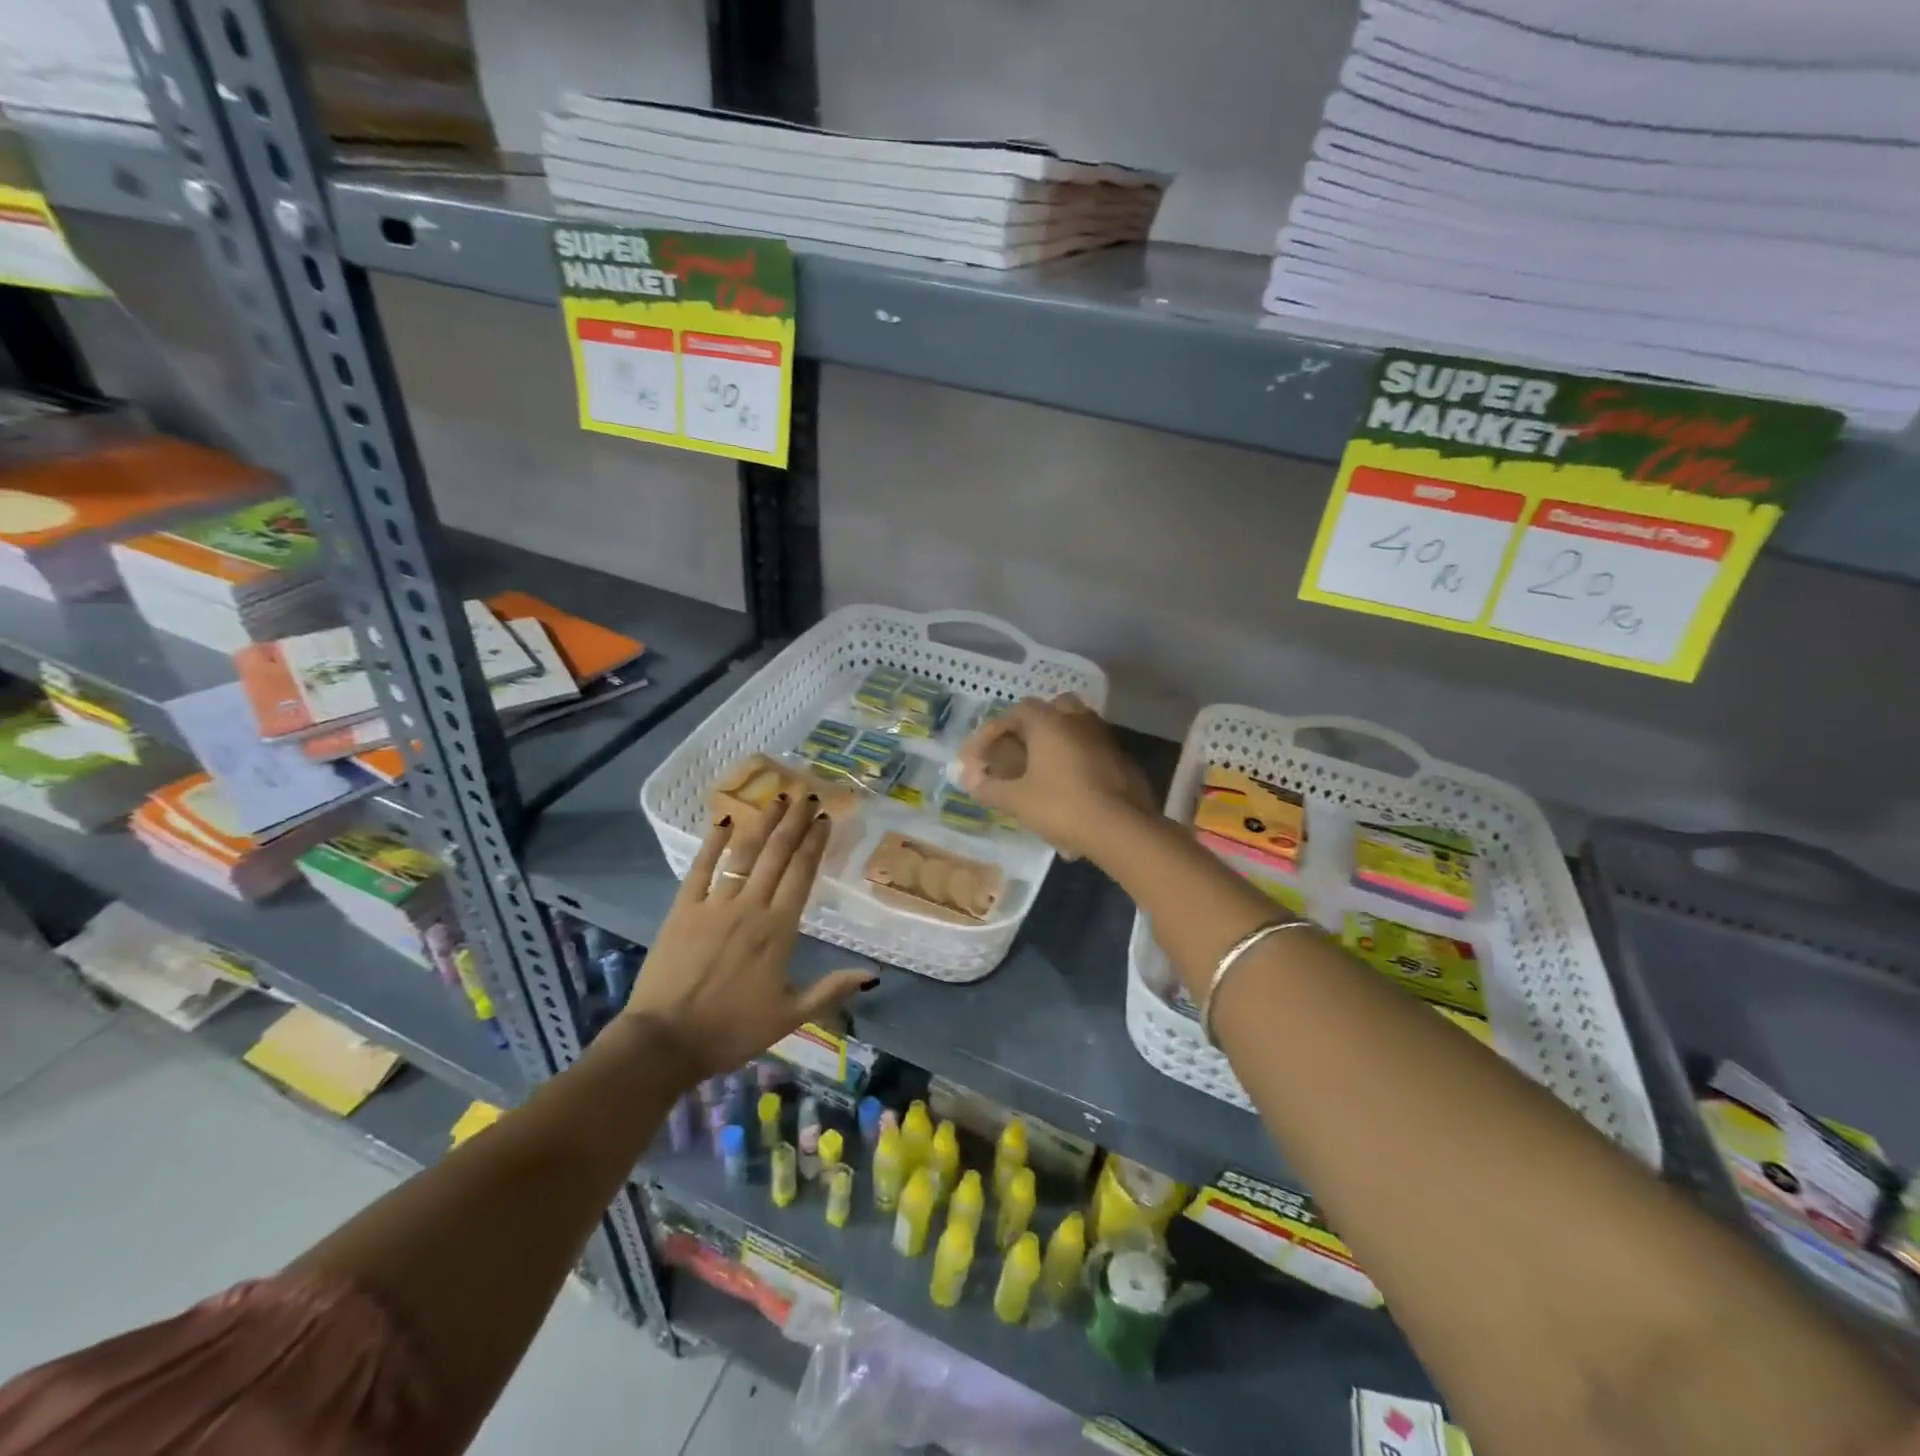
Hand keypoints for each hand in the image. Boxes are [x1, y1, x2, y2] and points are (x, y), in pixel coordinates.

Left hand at [622, 796, 874, 1083]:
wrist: (665, 1042)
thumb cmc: (731, 1030)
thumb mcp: (790, 1017)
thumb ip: (831, 990)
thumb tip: (872, 974)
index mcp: (778, 930)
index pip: (801, 874)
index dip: (814, 843)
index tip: (824, 819)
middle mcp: (750, 907)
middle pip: (776, 855)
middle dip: (794, 822)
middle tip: (807, 796)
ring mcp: (713, 905)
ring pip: (743, 854)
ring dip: (762, 824)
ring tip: (777, 798)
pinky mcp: (682, 909)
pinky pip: (700, 868)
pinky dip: (713, 843)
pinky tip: (725, 821)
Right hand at [955, 694, 1154, 860]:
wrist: (1121, 828)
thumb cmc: (1062, 807)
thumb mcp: (1017, 801)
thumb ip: (989, 788)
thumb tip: (969, 781)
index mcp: (1049, 722)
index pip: (1012, 714)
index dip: (988, 735)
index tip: (975, 760)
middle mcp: (1077, 719)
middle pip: (1048, 710)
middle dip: (1027, 728)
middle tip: (1012, 752)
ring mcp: (1103, 736)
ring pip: (1073, 726)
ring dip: (1053, 741)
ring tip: (1038, 768)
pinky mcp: (1120, 758)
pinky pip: (1089, 748)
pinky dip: (1073, 758)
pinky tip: (1066, 785)